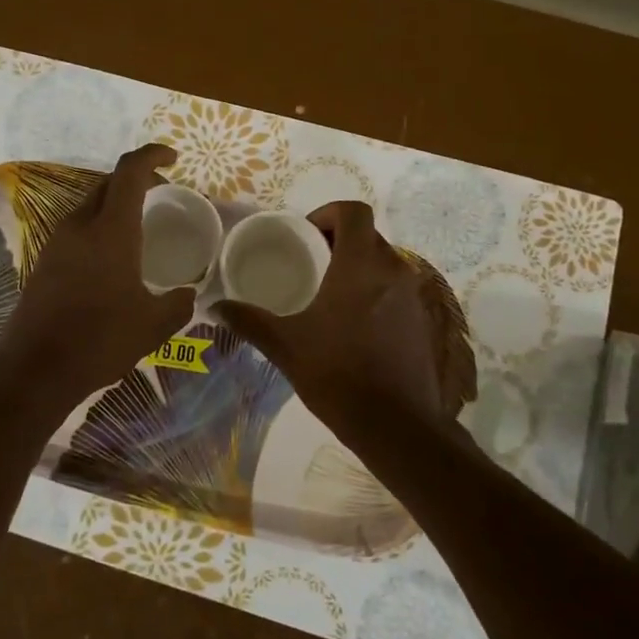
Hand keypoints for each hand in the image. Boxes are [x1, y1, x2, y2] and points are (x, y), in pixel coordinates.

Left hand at [0, 144, 195, 406]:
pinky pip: (76, 228)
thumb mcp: (153, 325)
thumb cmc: (100, 340)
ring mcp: (56, 243)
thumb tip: (188, 295)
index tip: (173, 158)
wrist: (36, 370)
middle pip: (107, 183)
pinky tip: (111, 256)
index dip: (152, 155)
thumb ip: (178, 303)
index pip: (130, 171)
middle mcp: (80, 226)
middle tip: (161, 191)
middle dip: (136, 178)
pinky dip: (98, 226)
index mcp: (111, 230)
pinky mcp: (44, 262)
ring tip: (139, 224)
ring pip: (89, 204)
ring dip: (114, 203)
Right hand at [219, 201, 444, 442]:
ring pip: (384, 263)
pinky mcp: (424, 321)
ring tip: (328, 294)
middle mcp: (394, 271)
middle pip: (368, 235)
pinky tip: (353, 325)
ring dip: (358, 267)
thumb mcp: (286, 346)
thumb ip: (250, 321)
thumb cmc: (338, 375)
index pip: (354, 212)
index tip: (305, 235)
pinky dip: (375, 292)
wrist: (398, 426)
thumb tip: (215, 307)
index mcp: (360, 266)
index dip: (328, 213)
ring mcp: (414, 297)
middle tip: (310, 263)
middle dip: (339, 241)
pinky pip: (396, 290)